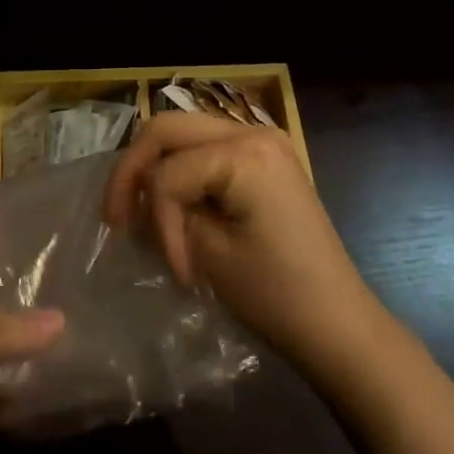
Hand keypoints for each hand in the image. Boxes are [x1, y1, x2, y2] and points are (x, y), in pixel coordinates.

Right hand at [103, 112, 376, 372]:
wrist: (338, 323)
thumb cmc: (278, 295)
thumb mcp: (210, 254)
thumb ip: (168, 214)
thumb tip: (142, 203)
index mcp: (245, 152)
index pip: (168, 172)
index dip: (156, 219)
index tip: (172, 268)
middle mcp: (252, 130)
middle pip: (167, 129)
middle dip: (134, 171)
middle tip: (115, 217)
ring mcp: (262, 140)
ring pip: (183, 135)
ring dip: (156, 170)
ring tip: (140, 214)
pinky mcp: (264, 158)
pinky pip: (207, 150)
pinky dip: (182, 174)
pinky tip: (173, 208)